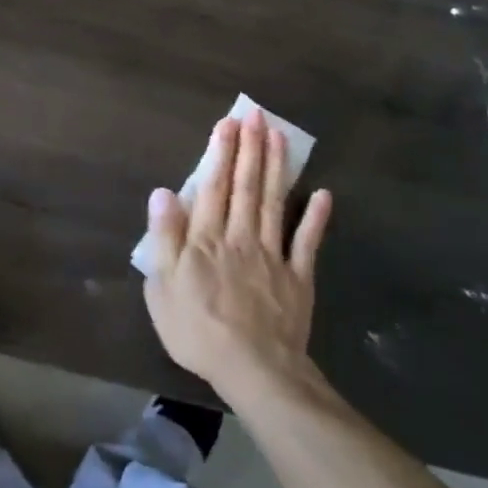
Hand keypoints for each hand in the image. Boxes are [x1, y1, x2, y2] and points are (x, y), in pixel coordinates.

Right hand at [142, 111, 332, 400]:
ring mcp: (273, 255)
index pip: (213, 187)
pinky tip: (324, 193)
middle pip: (246, 186)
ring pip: (275, 202)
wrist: (255, 371)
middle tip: (256, 116)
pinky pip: (307, 242)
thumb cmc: (198, 330)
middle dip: (250, 148)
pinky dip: (316, 217)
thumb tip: (163, 193)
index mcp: (206, 239)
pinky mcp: (298, 277)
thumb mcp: (163, 287)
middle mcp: (240, 236)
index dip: (220, 154)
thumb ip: (164, 237)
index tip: (227, 124)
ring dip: (277, 167)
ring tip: (280, 136)